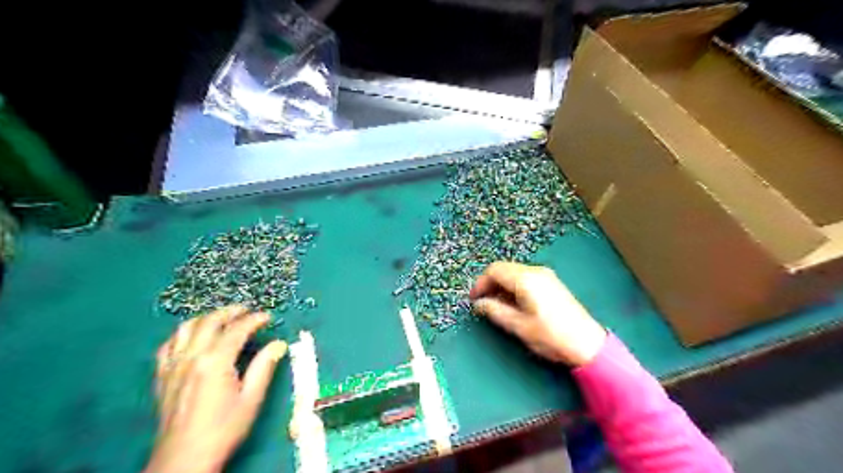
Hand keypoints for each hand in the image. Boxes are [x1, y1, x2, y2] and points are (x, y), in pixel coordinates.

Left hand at [146, 307, 288, 472]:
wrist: (184, 458)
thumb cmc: (224, 428)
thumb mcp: (251, 398)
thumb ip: (264, 366)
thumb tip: (279, 344)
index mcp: (215, 362)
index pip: (237, 329)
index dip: (254, 320)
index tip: (268, 317)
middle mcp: (191, 357)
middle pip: (210, 322)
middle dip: (231, 311)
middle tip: (247, 311)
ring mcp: (173, 366)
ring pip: (186, 328)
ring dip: (206, 318)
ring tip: (222, 318)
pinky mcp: (162, 376)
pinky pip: (168, 345)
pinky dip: (183, 334)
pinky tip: (193, 338)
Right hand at [473, 262, 606, 365]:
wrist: (587, 344)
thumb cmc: (550, 336)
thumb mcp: (518, 326)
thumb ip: (495, 311)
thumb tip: (479, 303)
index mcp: (525, 279)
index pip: (494, 270)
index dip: (480, 283)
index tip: (474, 300)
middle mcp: (535, 271)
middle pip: (504, 268)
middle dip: (490, 283)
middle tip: (483, 303)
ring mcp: (546, 275)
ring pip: (514, 272)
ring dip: (501, 285)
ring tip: (497, 306)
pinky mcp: (551, 283)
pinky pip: (525, 277)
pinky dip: (514, 286)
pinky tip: (514, 303)